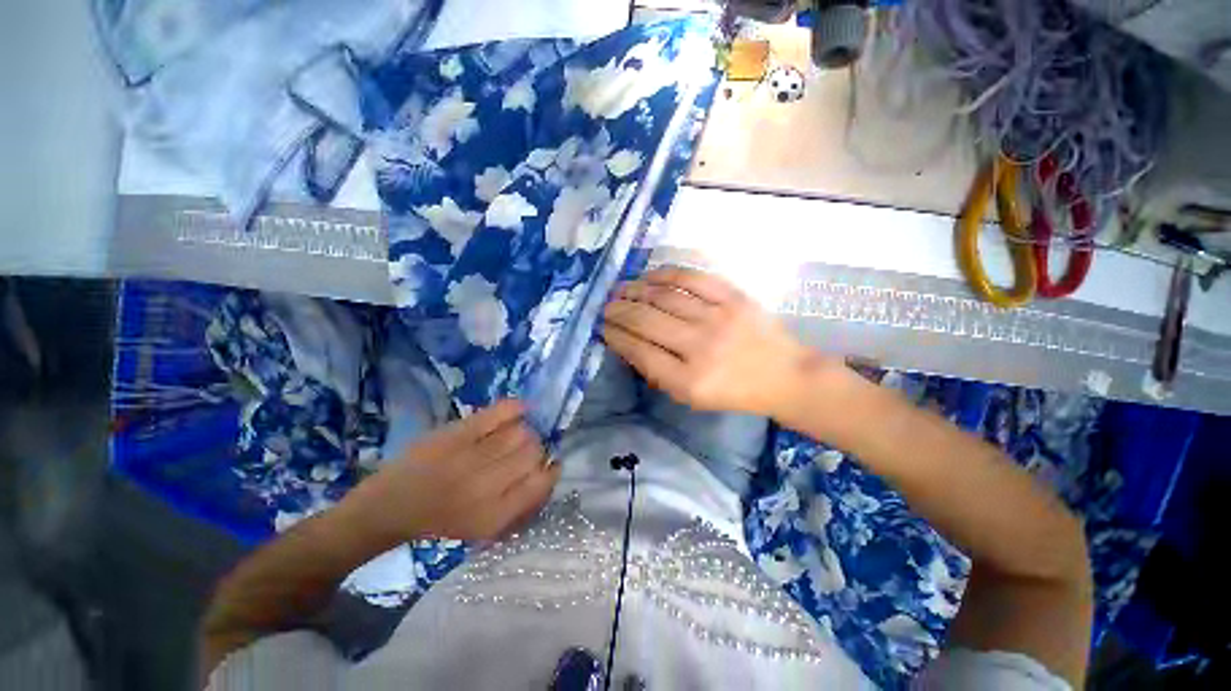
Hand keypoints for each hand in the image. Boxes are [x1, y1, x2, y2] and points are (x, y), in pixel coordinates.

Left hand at [341, 400, 559, 544]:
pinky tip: (518, 410)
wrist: (388, 507)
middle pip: (534, 453)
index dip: (550, 471)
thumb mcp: (484, 528)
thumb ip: (520, 504)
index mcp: (495, 515)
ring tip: (513, 436)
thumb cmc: (441, 521)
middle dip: (535, 450)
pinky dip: (515, 408)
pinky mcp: (457, 433)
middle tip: (522, 453)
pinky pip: (500, 412)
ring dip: (524, 431)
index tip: (546, 467)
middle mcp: (486, 487)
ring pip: (521, 432)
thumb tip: (550, 471)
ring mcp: (471, 457)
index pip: (542, 482)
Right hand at [602, 266, 829, 418]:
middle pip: (645, 320)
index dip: (615, 336)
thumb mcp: (691, 398)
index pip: (639, 352)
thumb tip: (627, 344)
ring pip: (663, 295)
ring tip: (621, 289)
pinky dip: (665, 273)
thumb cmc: (734, 392)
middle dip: (618, 311)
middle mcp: (699, 347)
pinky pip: (691, 278)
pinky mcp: (732, 297)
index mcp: (688, 381)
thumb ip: (657, 373)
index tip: (603, 328)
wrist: (784, 376)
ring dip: (635, 290)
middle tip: (606, 307)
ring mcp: (717, 317)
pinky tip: (650, 276)